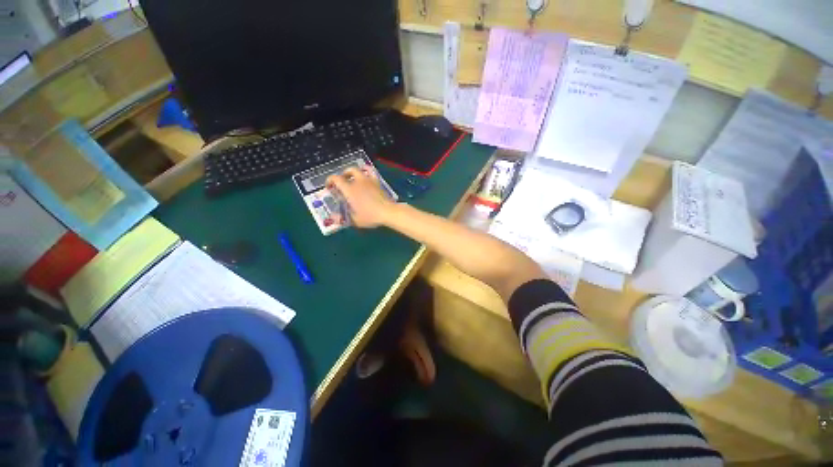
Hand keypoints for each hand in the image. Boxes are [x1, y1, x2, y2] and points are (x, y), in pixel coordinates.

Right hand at [326, 167, 396, 227]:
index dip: (329, 180)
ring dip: (353, 172)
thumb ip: (343, 218)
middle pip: (347, 171)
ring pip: (358, 169)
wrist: (388, 212)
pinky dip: (366, 170)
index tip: (329, 187)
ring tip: (352, 178)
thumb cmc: (370, 216)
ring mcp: (368, 180)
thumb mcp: (355, 220)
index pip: (335, 179)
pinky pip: (371, 171)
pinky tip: (366, 175)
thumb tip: (334, 218)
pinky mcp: (377, 181)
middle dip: (342, 175)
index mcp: (349, 190)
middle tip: (341, 183)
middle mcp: (357, 181)